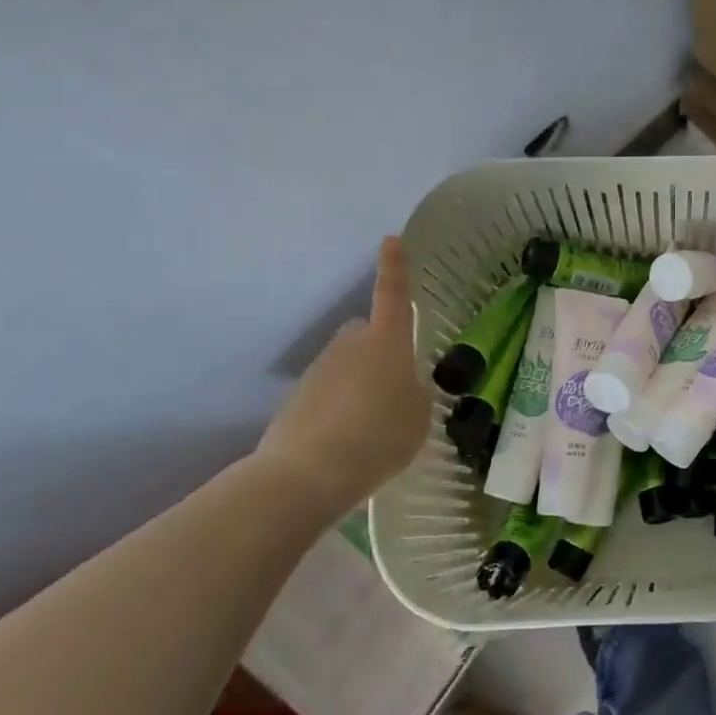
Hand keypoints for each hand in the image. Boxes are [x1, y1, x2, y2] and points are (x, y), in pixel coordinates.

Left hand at [255, 237, 431, 509]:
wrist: (306, 474)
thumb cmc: (379, 436)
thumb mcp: (419, 416)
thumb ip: (415, 393)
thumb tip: (402, 388)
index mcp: (386, 342)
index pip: (392, 294)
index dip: (394, 267)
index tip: (390, 240)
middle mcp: (349, 345)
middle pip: (366, 335)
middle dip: (378, 351)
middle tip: (393, 387)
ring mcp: (318, 371)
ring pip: (346, 367)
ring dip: (358, 386)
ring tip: (372, 428)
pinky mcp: (296, 400)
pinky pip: (327, 395)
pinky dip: (338, 411)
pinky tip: (347, 443)